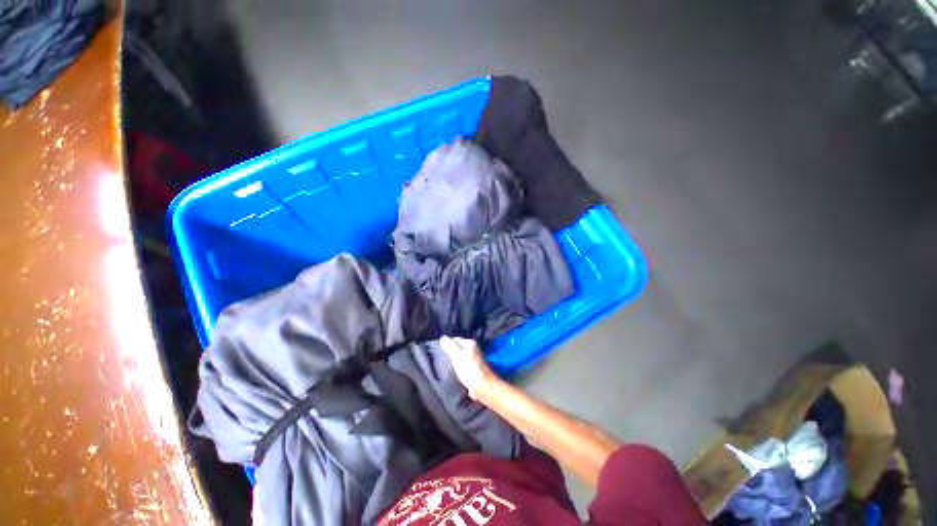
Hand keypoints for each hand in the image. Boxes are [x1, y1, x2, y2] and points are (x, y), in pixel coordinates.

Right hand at [440, 336, 498, 400]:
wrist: (483, 387)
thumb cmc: (470, 370)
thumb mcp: (457, 356)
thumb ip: (449, 346)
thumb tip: (442, 337)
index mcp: (470, 343)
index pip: (454, 339)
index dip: (446, 344)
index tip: (438, 352)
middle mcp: (473, 348)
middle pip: (457, 348)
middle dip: (449, 352)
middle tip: (440, 359)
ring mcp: (474, 358)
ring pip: (460, 356)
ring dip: (453, 360)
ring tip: (444, 366)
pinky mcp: (474, 368)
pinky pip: (462, 364)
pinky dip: (457, 367)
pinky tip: (452, 372)